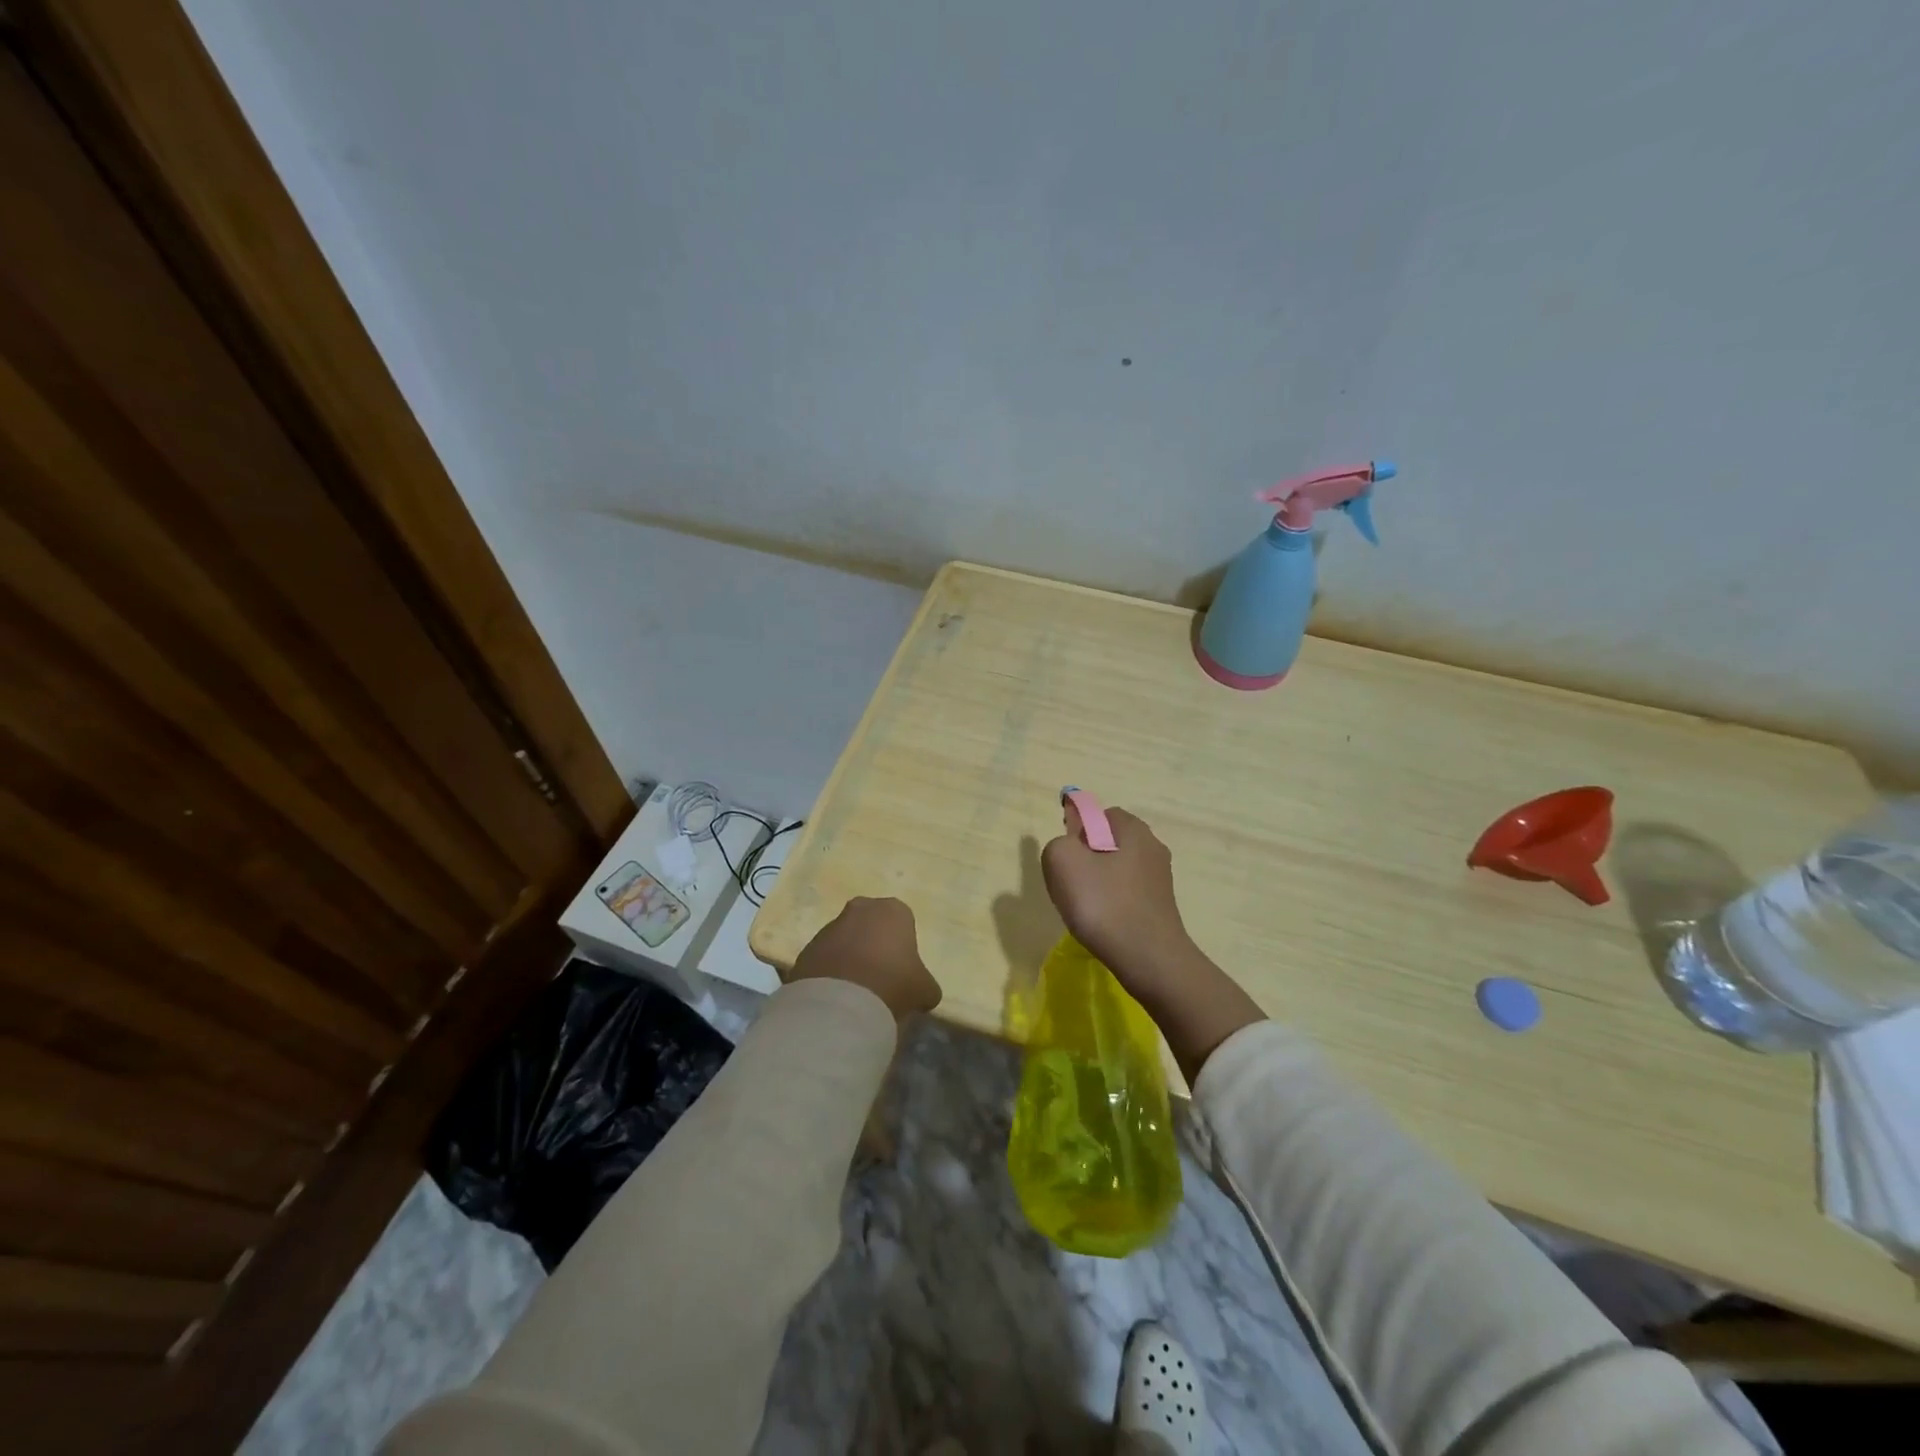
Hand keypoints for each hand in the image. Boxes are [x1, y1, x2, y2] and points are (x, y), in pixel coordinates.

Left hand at [789, 897, 941, 1023]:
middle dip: (874, 945)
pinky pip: (824, 959)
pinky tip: (837, 998)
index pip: (903, 921)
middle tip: (881, 977)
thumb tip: (924, 994)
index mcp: (893, 910)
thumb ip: (926, 986)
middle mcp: (860, 909)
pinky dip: (830, 974)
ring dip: (850, 959)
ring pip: (845, 941)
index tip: (903, 969)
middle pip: (871, 925)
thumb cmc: (893, 983)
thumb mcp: (924, 989)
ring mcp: (829, 927)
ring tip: (856, 993)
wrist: (841, 1002)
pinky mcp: (806, 949)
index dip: (904, 946)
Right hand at [1041, 805, 1193, 990]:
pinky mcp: (1160, 907)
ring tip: (1084, 909)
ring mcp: (1160, 880)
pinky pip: (1126, 895)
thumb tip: (1068, 848)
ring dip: (1096, 885)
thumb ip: (1058, 843)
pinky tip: (1101, 924)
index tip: (1066, 857)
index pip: (1099, 814)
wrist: (1148, 960)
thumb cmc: (1104, 903)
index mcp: (1133, 829)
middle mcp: (1152, 848)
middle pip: (1108, 843)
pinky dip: (1110, 904)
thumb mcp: (1062, 860)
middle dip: (1085, 859)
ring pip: (1115, 871)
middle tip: (1070, 884)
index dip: (1077, 830)